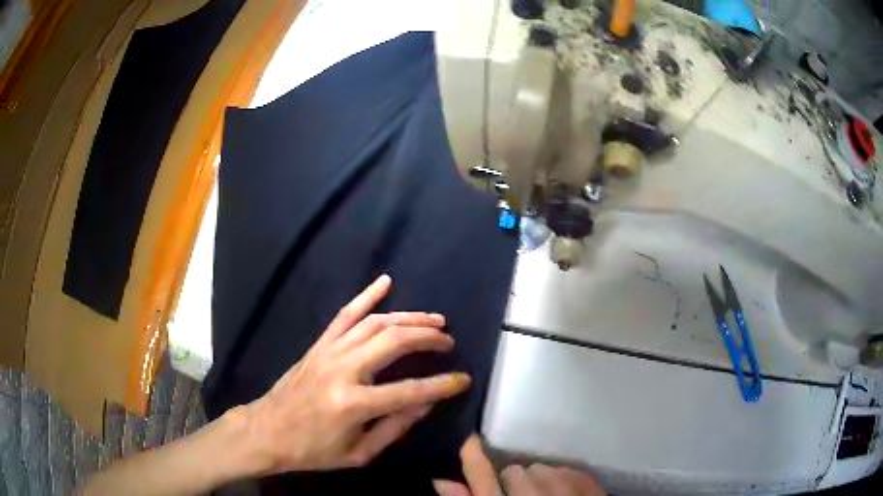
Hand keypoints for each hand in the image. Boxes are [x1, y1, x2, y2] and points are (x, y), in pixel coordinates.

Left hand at [237, 274, 471, 473]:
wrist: (267, 431)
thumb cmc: (313, 450)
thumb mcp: (359, 453)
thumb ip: (394, 427)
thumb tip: (426, 403)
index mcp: (354, 404)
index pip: (410, 390)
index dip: (442, 385)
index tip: (464, 379)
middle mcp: (343, 370)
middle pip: (394, 342)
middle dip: (427, 337)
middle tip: (448, 341)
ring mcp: (329, 352)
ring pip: (375, 323)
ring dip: (408, 317)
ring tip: (434, 320)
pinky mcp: (319, 345)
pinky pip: (345, 314)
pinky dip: (366, 296)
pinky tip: (385, 282)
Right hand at [433, 435, 605, 495]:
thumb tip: (441, 481)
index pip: (481, 477)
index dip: (472, 456)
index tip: (469, 440)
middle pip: (514, 471)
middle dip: (515, 482)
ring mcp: (562, 493)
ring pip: (543, 468)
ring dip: (542, 480)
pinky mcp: (589, 489)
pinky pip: (570, 470)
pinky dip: (566, 480)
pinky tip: (567, 495)